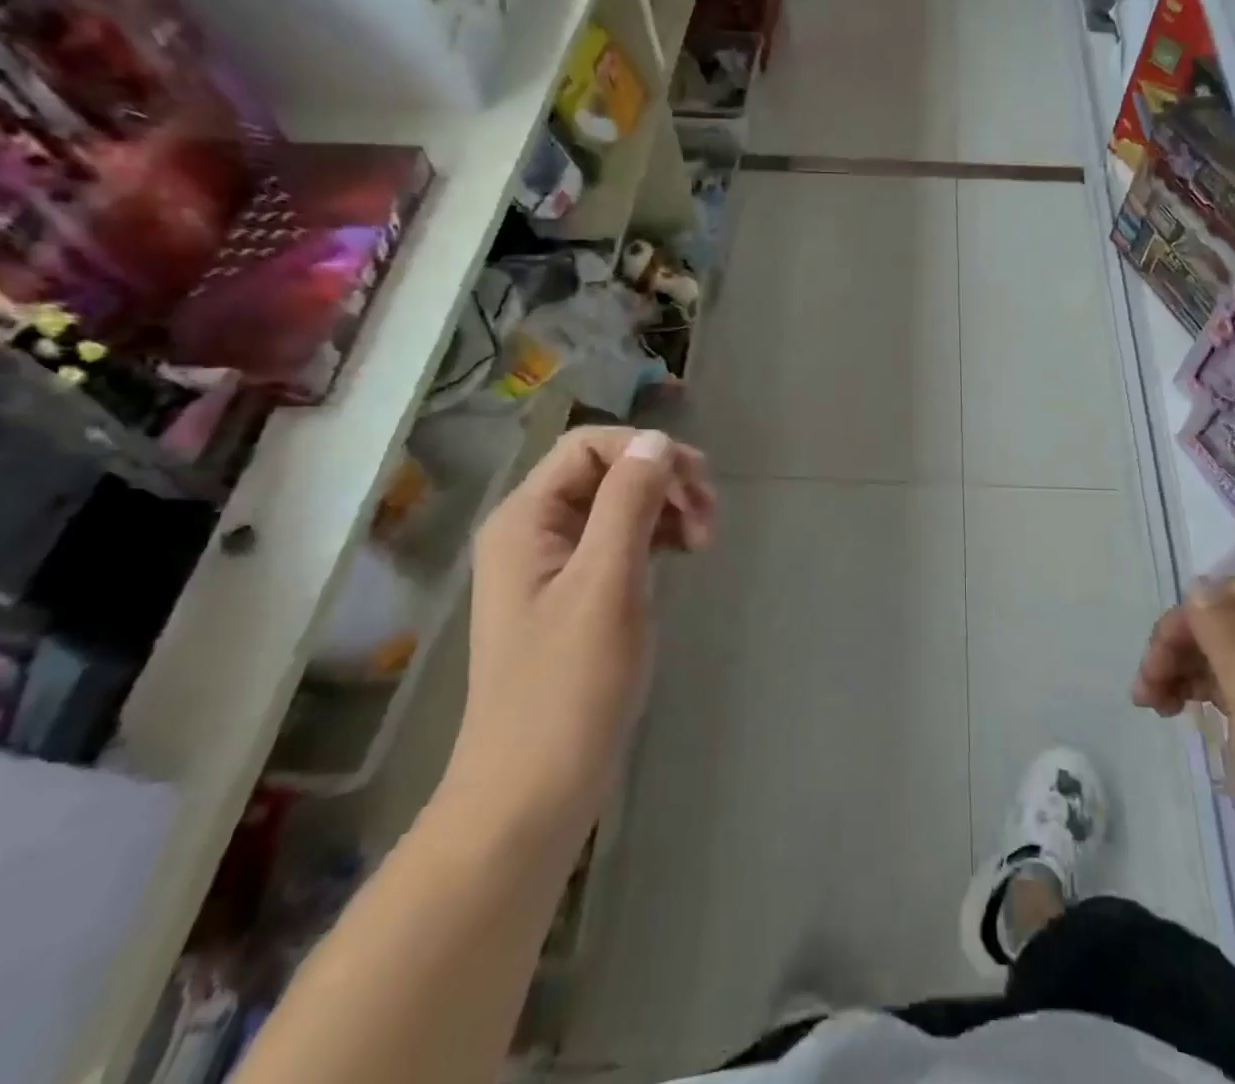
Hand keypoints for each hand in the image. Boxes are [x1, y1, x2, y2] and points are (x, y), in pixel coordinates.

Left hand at [441, 426, 715, 854]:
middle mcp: (533, 531)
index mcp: (525, 519)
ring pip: (618, 507)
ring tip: (703, 542)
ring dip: (665, 510)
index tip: (698, 484)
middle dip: (662, 482)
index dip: (646, 451)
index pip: (589, 447)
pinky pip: (619, 542)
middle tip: (709, 517)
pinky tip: (682, 556)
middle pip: (606, 473)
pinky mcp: (574, 596)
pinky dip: (656, 539)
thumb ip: (629, 503)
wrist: (532, 794)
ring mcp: (552, 565)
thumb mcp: (606, 583)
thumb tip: (656, 440)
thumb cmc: (568, 687)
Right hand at [1133, 577, 1234, 957]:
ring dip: (1184, 667)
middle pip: (1233, 624)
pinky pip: (1233, 690)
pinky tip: (1172, 711)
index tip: (1161, 651)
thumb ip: (1232, 644)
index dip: (1199, 613)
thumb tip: (1198, 586)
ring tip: (1147, 701)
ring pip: (1227, 656)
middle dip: (1184, 643)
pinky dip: (1198, 692)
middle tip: (1145, 681)